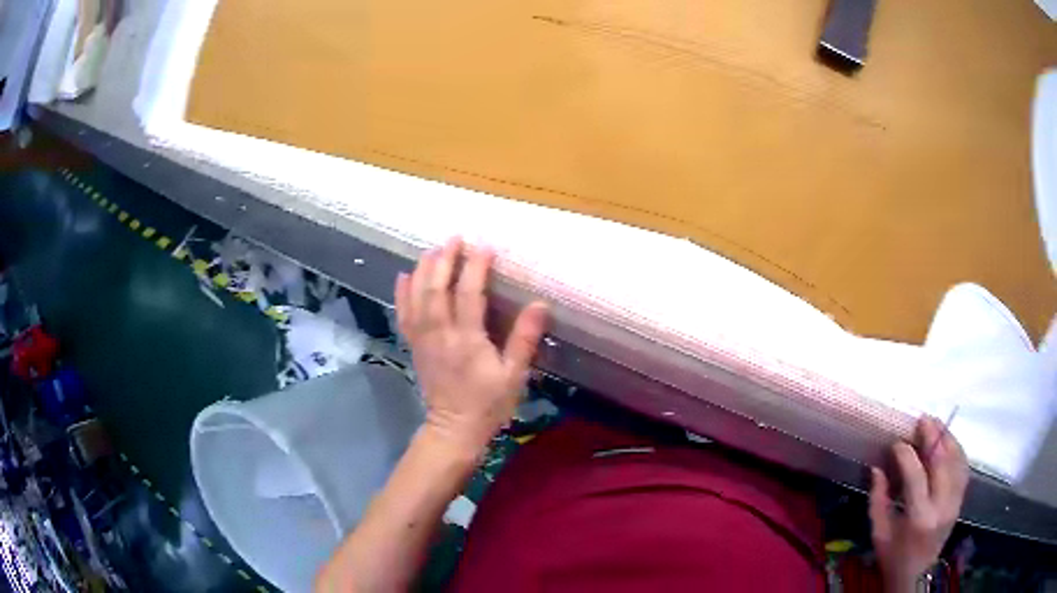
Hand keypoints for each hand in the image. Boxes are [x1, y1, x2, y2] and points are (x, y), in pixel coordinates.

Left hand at [395, 237, 547, 454]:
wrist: (454, 429)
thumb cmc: (488, 403)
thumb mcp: (514, 374)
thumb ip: (525, 338)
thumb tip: (539, 304)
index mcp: (467, 340)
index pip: (468, 294)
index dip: (476, 267)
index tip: (485, 247)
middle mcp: (440, 334)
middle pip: (437, 288)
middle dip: (445, 259)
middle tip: (455, 238)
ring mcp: (423, 339)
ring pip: (417, 297)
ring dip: (424, 270)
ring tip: (433, 250)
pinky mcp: (415, 346)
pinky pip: (404, 314)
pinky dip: (402, 293)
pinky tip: (405, 276)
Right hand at [869, 416, 969, 592]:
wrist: (915, 576)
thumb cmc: (893, 557)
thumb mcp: (879, 534)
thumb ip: (877, 500)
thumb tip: (877, 468)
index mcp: (919, 518)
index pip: (916, 475)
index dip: (906, 454)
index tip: (897, 443)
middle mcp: (942, 506)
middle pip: (943, 461)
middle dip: (933, 436)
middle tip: (922, 420)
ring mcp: (955, 502)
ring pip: (957, 460)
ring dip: (948, 439)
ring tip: (936, 425)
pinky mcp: (960, 501)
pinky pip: (963, 468)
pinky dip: (957, 451)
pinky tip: (949, 443)